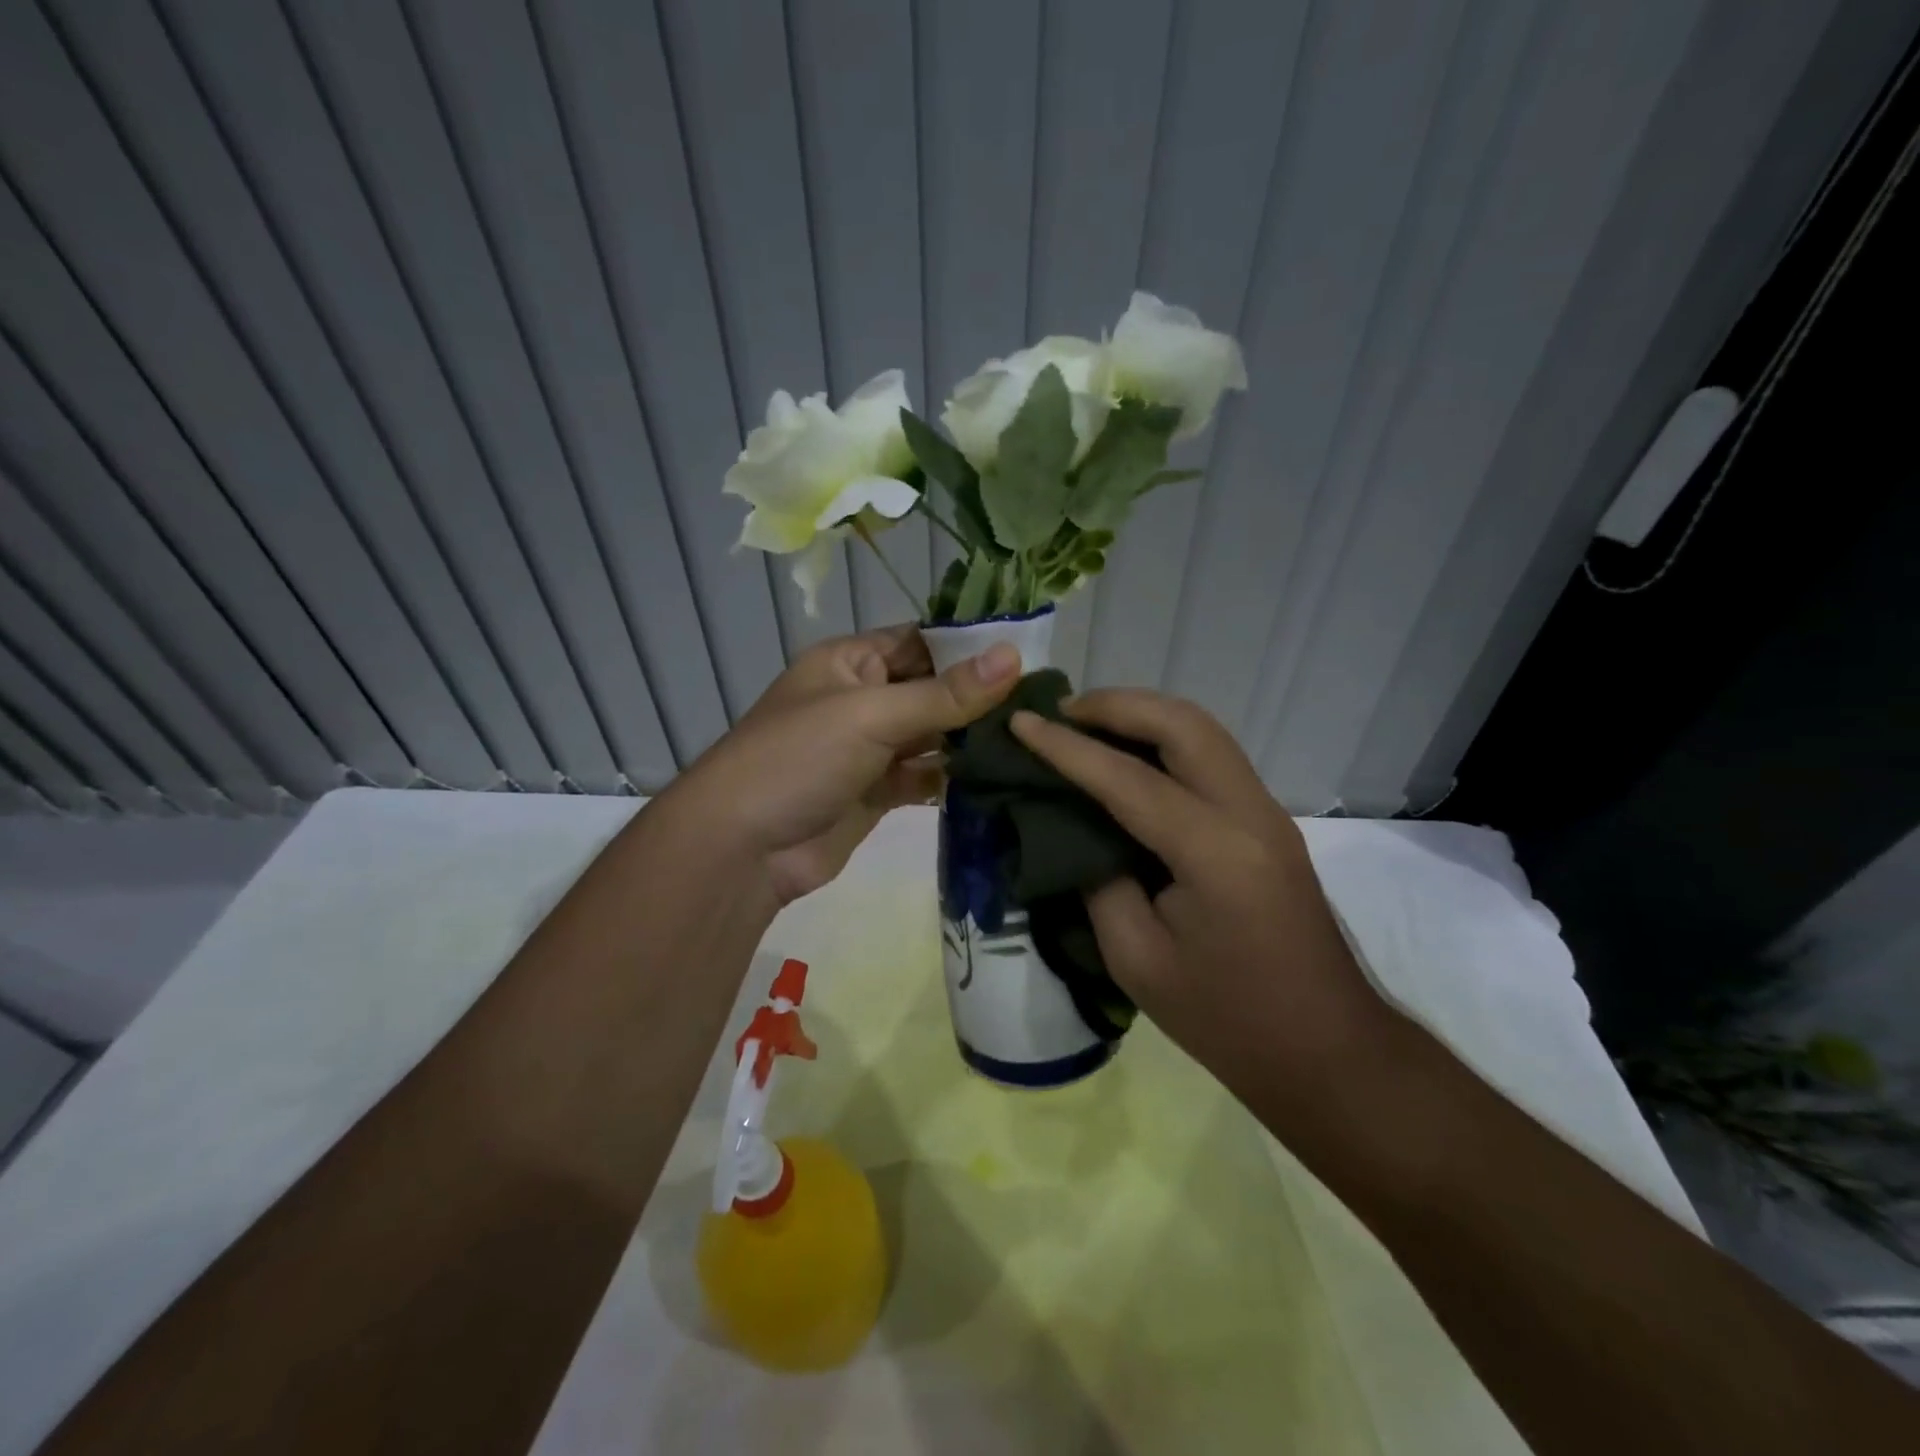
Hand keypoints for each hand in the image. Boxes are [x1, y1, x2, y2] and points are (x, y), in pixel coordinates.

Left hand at [670, 625, 1020, 904]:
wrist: (742, 850)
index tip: (1029, 653)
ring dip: (970, 739)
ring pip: (930, 736)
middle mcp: (861, 700)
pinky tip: (996, 778)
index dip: (969, 646)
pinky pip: (923, 777)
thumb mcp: (871, 715)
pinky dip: (953, 778)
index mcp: (850, 663)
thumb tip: (1014, 656)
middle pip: (930, 689)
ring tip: (1029, 738)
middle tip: (1042, 702)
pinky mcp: (876, 793)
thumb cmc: (799, 759)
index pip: (919, 641)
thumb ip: (944, 694)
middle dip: (978, 696)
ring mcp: (868, 749)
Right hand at [1010, 689, 1387, 1097]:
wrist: (1326, 1050)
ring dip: (1143, 714)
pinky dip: (1165, 738)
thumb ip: (1100, 882)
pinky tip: (1129, 756)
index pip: (1128, 779)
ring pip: (1203, 730)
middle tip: (1060, 712)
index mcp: (1214, 854)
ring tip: (1087, 723)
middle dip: (1116, 705)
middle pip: (1182, 723)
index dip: (1066, 748)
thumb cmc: (1226, 1019)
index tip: (1020, 722)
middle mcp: (1249, 814)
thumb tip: (1077, 832)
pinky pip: (1212, 755)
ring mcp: (1267, 813)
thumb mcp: (1137, 959)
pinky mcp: (1268, 822)